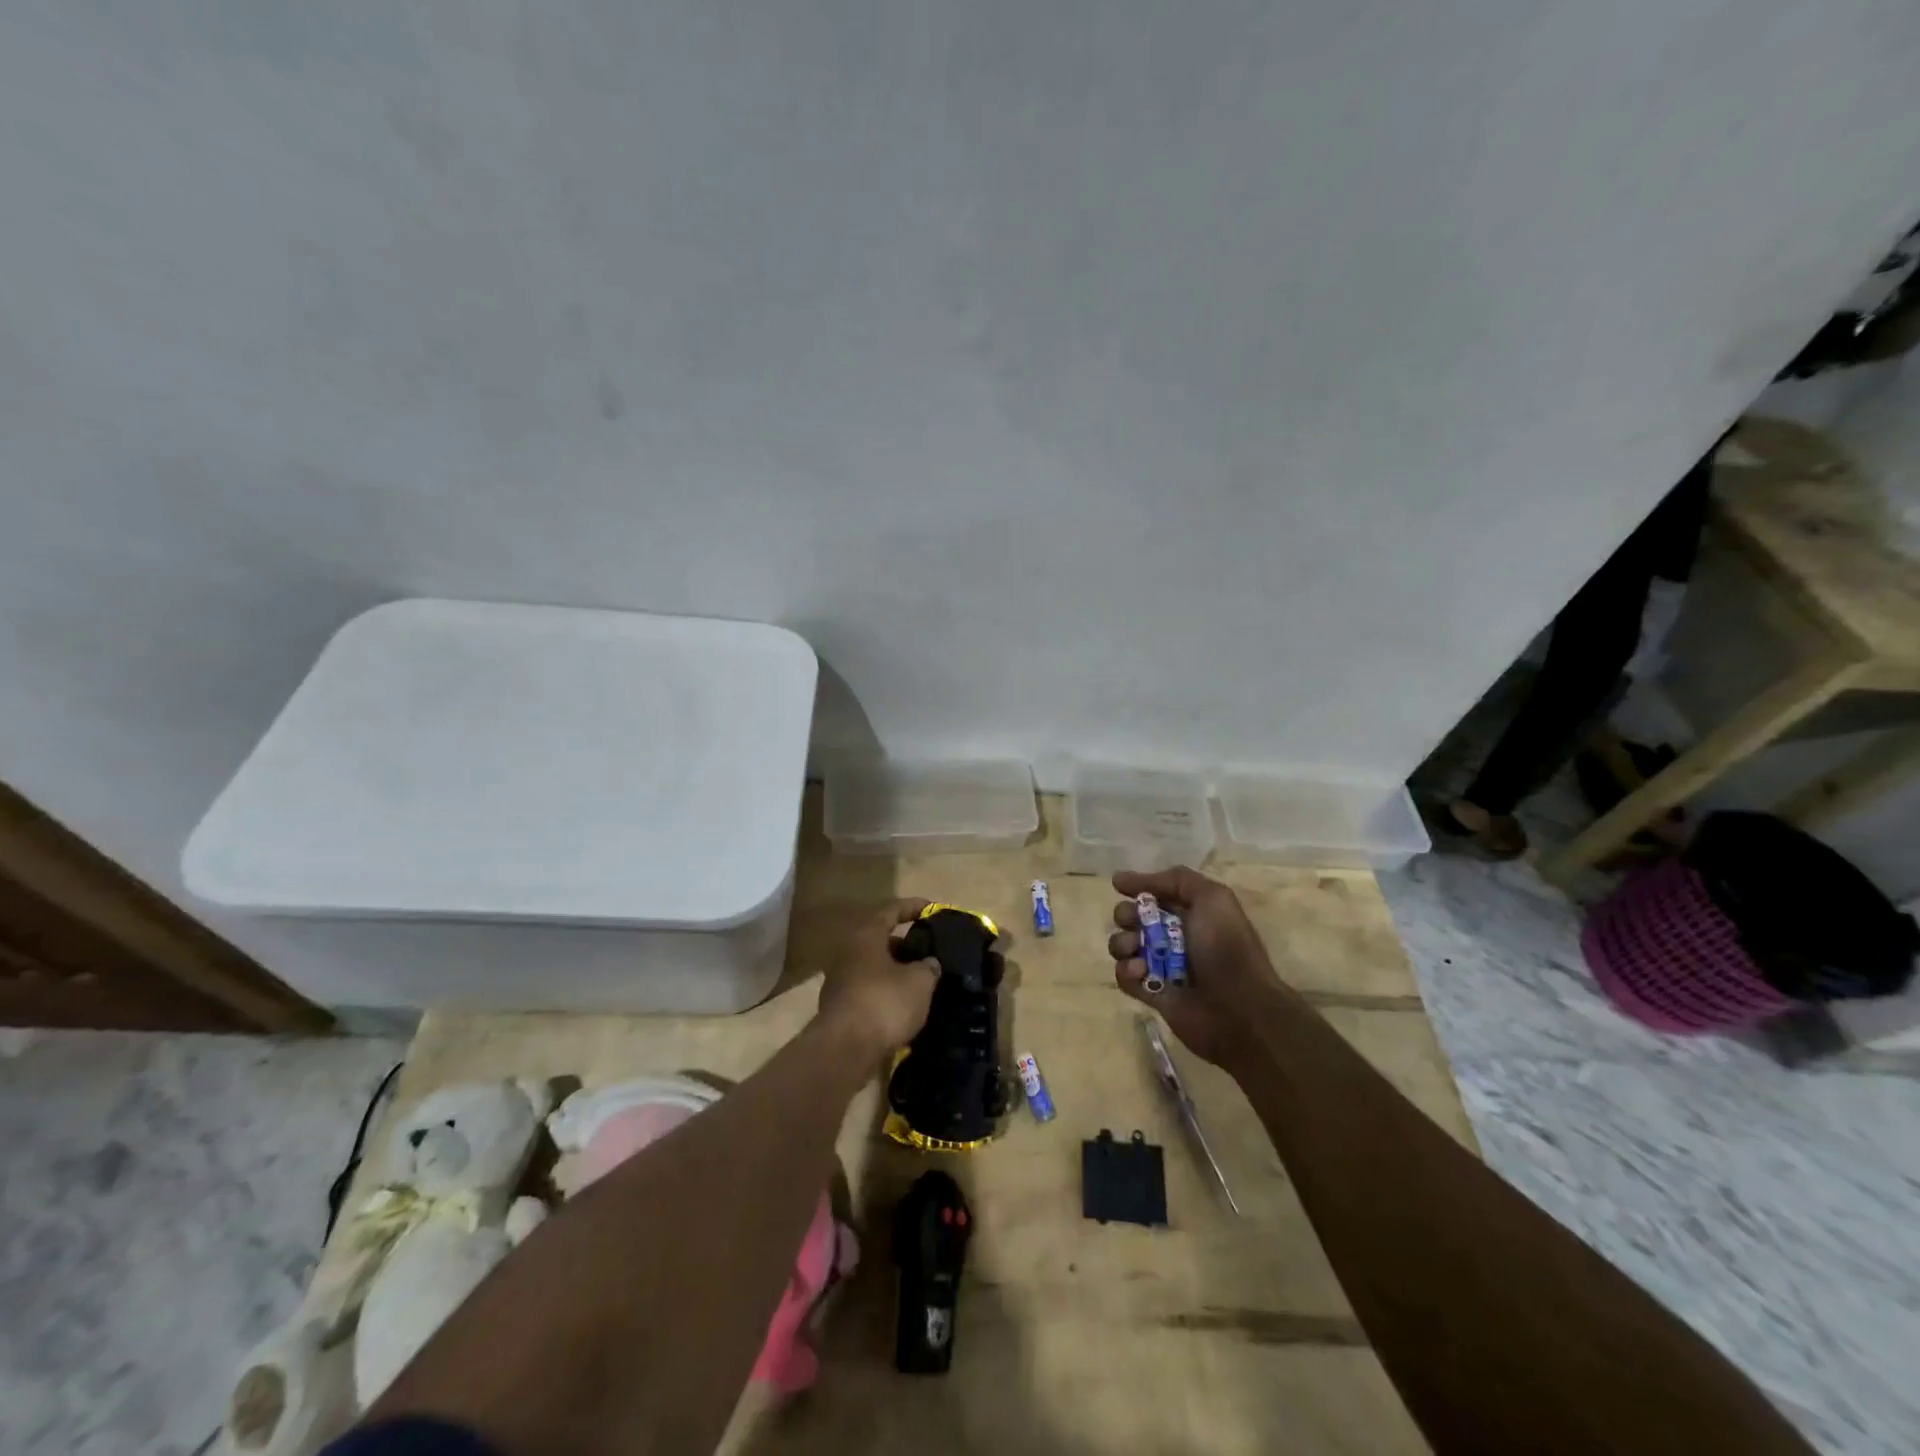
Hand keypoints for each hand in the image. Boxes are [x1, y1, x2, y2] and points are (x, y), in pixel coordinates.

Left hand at [816, 899, 940, 1056]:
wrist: (844, 1050)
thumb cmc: (884, 1003)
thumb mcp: (920, 982)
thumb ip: (928, 967)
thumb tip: (929, 964)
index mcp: (866, 935)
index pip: (892, 910)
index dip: (913, 907)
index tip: (932, 909)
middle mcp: (848, 951)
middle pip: (880, 939)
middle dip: (905, 944)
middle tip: (928, 951)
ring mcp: (839, 980)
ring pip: (873, 966)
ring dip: (895, 970)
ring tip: (920, 980)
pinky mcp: (839, 1006)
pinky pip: (868, 989)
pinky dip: (886, 991)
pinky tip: (903, 1005)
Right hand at [1107, 867, 1291, 1067]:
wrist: (1241, 1009)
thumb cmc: (1226, 948)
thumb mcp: (1212, 898)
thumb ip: (1175, 879)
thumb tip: (1123, 879)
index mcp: (1190, 912)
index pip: (1154, 893)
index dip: (1138, 887)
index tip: (1120, 886)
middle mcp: (1173, 936)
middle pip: (1132, 917)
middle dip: (1126, 915)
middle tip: (1133, 922)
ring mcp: (1161, 965)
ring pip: (1123, 946)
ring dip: (1122, 943)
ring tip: (1135, 951)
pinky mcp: (1152, 993)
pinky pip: (1125, 976)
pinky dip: (1127, 972)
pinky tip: (1140, 972)